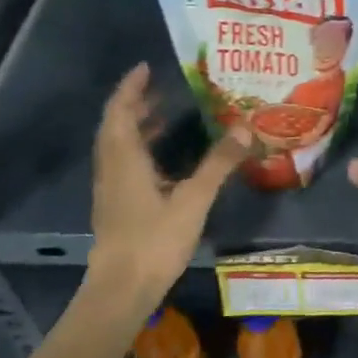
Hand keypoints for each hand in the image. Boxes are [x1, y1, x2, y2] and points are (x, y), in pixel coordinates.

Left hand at [87, 64, 247, 309]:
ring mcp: (111, 189)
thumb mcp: (193, 199)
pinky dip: (140, 149)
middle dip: (136, 104)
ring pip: (118, 146)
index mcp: (124, 159)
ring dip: (137, 127)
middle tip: (161, 89)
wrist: (121, 290)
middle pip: (116, 126)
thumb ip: (218, 163)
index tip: (145, 67)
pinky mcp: (116, 206)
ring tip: (166, 116)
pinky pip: (124, 164)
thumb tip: (245, 128)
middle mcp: (112, 168)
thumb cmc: (154, 240)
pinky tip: (165, 160)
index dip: (131, 87)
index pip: (121, 111)